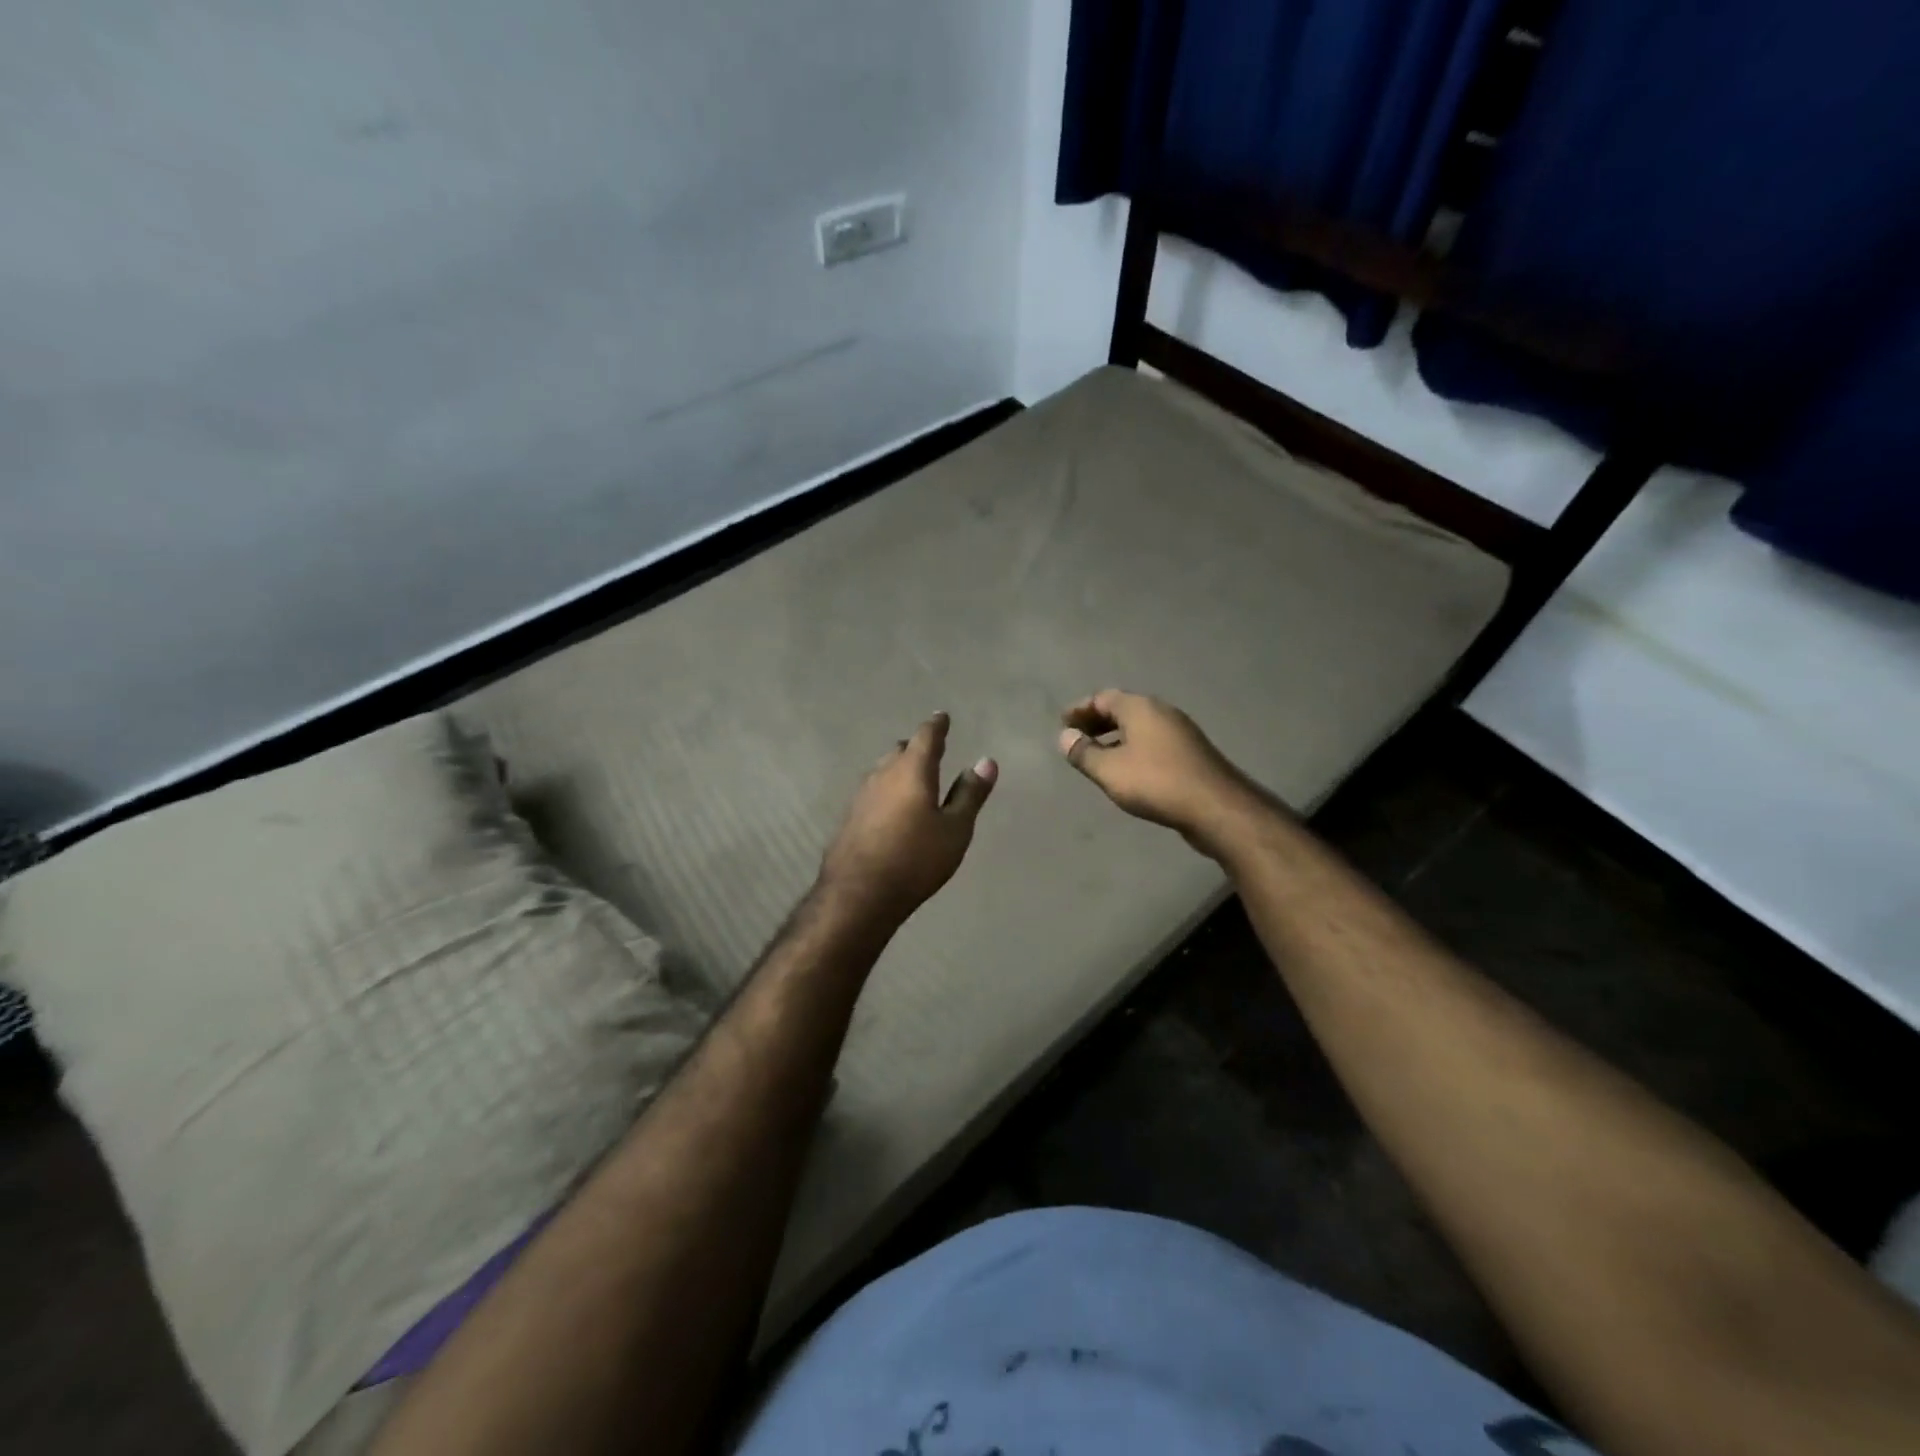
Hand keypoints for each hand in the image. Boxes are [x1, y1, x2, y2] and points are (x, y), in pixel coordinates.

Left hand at [819, 712, 997, 922]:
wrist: (858, 893)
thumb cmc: (916, 859)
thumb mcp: (955, 829)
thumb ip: (970, 794)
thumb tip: (986, 761)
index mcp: (912, 770)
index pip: (926, 736)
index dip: (936, 726)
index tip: (942, 717)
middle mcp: (883, 774)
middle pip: (900, 751)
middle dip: (916, 747)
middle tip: (930, 750)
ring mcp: (861, 795)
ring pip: (882, 770)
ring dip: (898, 769)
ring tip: (912, 777)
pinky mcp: (849, 817)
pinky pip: (872, 792)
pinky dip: (886, 791)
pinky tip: (890, 808)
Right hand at [1057, 689, 1266, 856]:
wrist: (1215, 807)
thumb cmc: (1156, 782)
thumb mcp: (1110, 770)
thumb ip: (1083, 753)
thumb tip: (1065, 736)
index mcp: (1140, 708)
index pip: (1103, 698)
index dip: (1080, 710)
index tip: (1063, 723)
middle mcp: (1162, 712)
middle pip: (1123, 709)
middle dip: (1097, 722)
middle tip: (1077, 737)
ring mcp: (1180, 732)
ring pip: (1140, 727)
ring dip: (1116, 737)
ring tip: (1098, 755)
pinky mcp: (1191, 753)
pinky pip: (1153, 742)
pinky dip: (1133, 748)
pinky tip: (1128, 769)